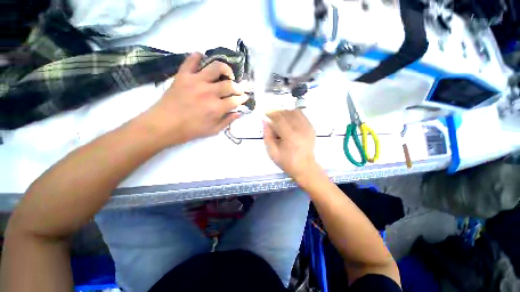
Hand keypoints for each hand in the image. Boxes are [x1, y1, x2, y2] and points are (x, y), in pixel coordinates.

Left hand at [140, 52, 248, 145]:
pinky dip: (197, 56)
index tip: (245, 97)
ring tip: (227, 73)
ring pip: (215, 67)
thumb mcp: (213, 130)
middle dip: (238, 86)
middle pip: (229, 84)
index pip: (235, 100)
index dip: (242, 98)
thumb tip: (239, 113)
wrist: (164, 124)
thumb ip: (227, 121)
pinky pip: (191, 60)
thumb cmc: (191, 130)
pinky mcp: (183, 76)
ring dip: (225, 69)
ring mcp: (196, 81)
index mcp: (216, 108)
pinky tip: (202, 58)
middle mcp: (209, 92)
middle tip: (239, 88)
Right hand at [263, 110, 321, 181]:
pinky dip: (293, 114)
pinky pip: (302, 115)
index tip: (265, 113)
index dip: (271, 114)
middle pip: (287, 113)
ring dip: (285, 112)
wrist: (305, 167)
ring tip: (280, 118)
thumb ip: (267, 136)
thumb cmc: (287, 162)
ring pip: (295, 112)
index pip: (279, 119)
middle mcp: (300, 129)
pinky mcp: (311, 128)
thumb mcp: (272, 153)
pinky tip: (289, 120)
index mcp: (290, 137)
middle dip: (278, 112)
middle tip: (272, 117)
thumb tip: (265, 122)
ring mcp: (308, 128)